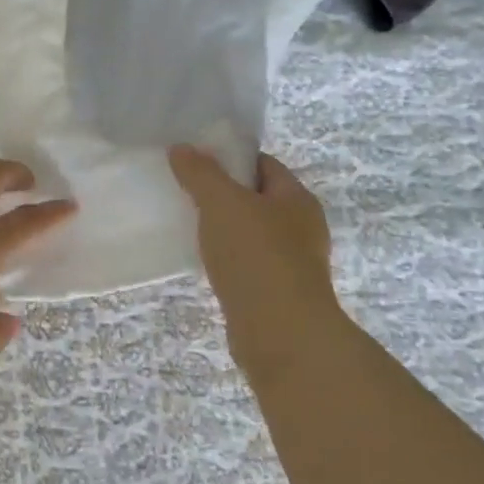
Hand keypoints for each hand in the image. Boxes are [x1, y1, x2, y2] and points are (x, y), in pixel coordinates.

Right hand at [169, 146, 342, 366]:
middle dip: (223, 194)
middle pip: (256, 198)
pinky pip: (246, 264)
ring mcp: (291, 263)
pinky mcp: (276, 293)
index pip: (263, 164)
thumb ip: (200, 173)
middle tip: (185, 193)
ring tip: (188, 227)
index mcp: (297, 199)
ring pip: (250, 234)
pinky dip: (226, 260)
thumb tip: (181, 148)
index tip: (196, 162)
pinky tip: (203, 263)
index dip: (230, 158)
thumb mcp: (222, 203)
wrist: (281, 335)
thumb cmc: (256, 257)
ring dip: (222, 230)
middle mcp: (301, 228)